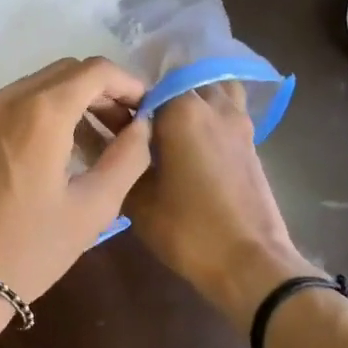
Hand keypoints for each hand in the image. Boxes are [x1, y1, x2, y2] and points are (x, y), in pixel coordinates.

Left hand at [0, 57, 151, 303]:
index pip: (94, 70)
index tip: (141, 107)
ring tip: (72, 144)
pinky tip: (21, 165)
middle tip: (113, 125)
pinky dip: (15, 126)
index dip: (126, 82)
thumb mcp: (94, 208)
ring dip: (54, 106)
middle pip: (58, 73)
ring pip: (21, 92)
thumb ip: (127, 157)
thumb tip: (142, 125)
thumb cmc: (31, 251)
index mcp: (41, 113)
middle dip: (94, 91)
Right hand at [125, 84, 315, 324]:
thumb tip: (95, 134)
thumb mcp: (137, 198)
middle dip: (158, 97)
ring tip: (169, 126)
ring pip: (211, 89)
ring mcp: (238, 121)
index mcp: (182, 111)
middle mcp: (213, 105)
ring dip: (191, 98)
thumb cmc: (188, 230)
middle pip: (181, 82)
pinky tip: (191, 143)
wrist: (251, 264)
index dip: (127, 100)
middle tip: (137, 126)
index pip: (147, 85)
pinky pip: (227, 109)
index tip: (112, 121)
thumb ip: (118, 158)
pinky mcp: (252, 141)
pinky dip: (209, 114)